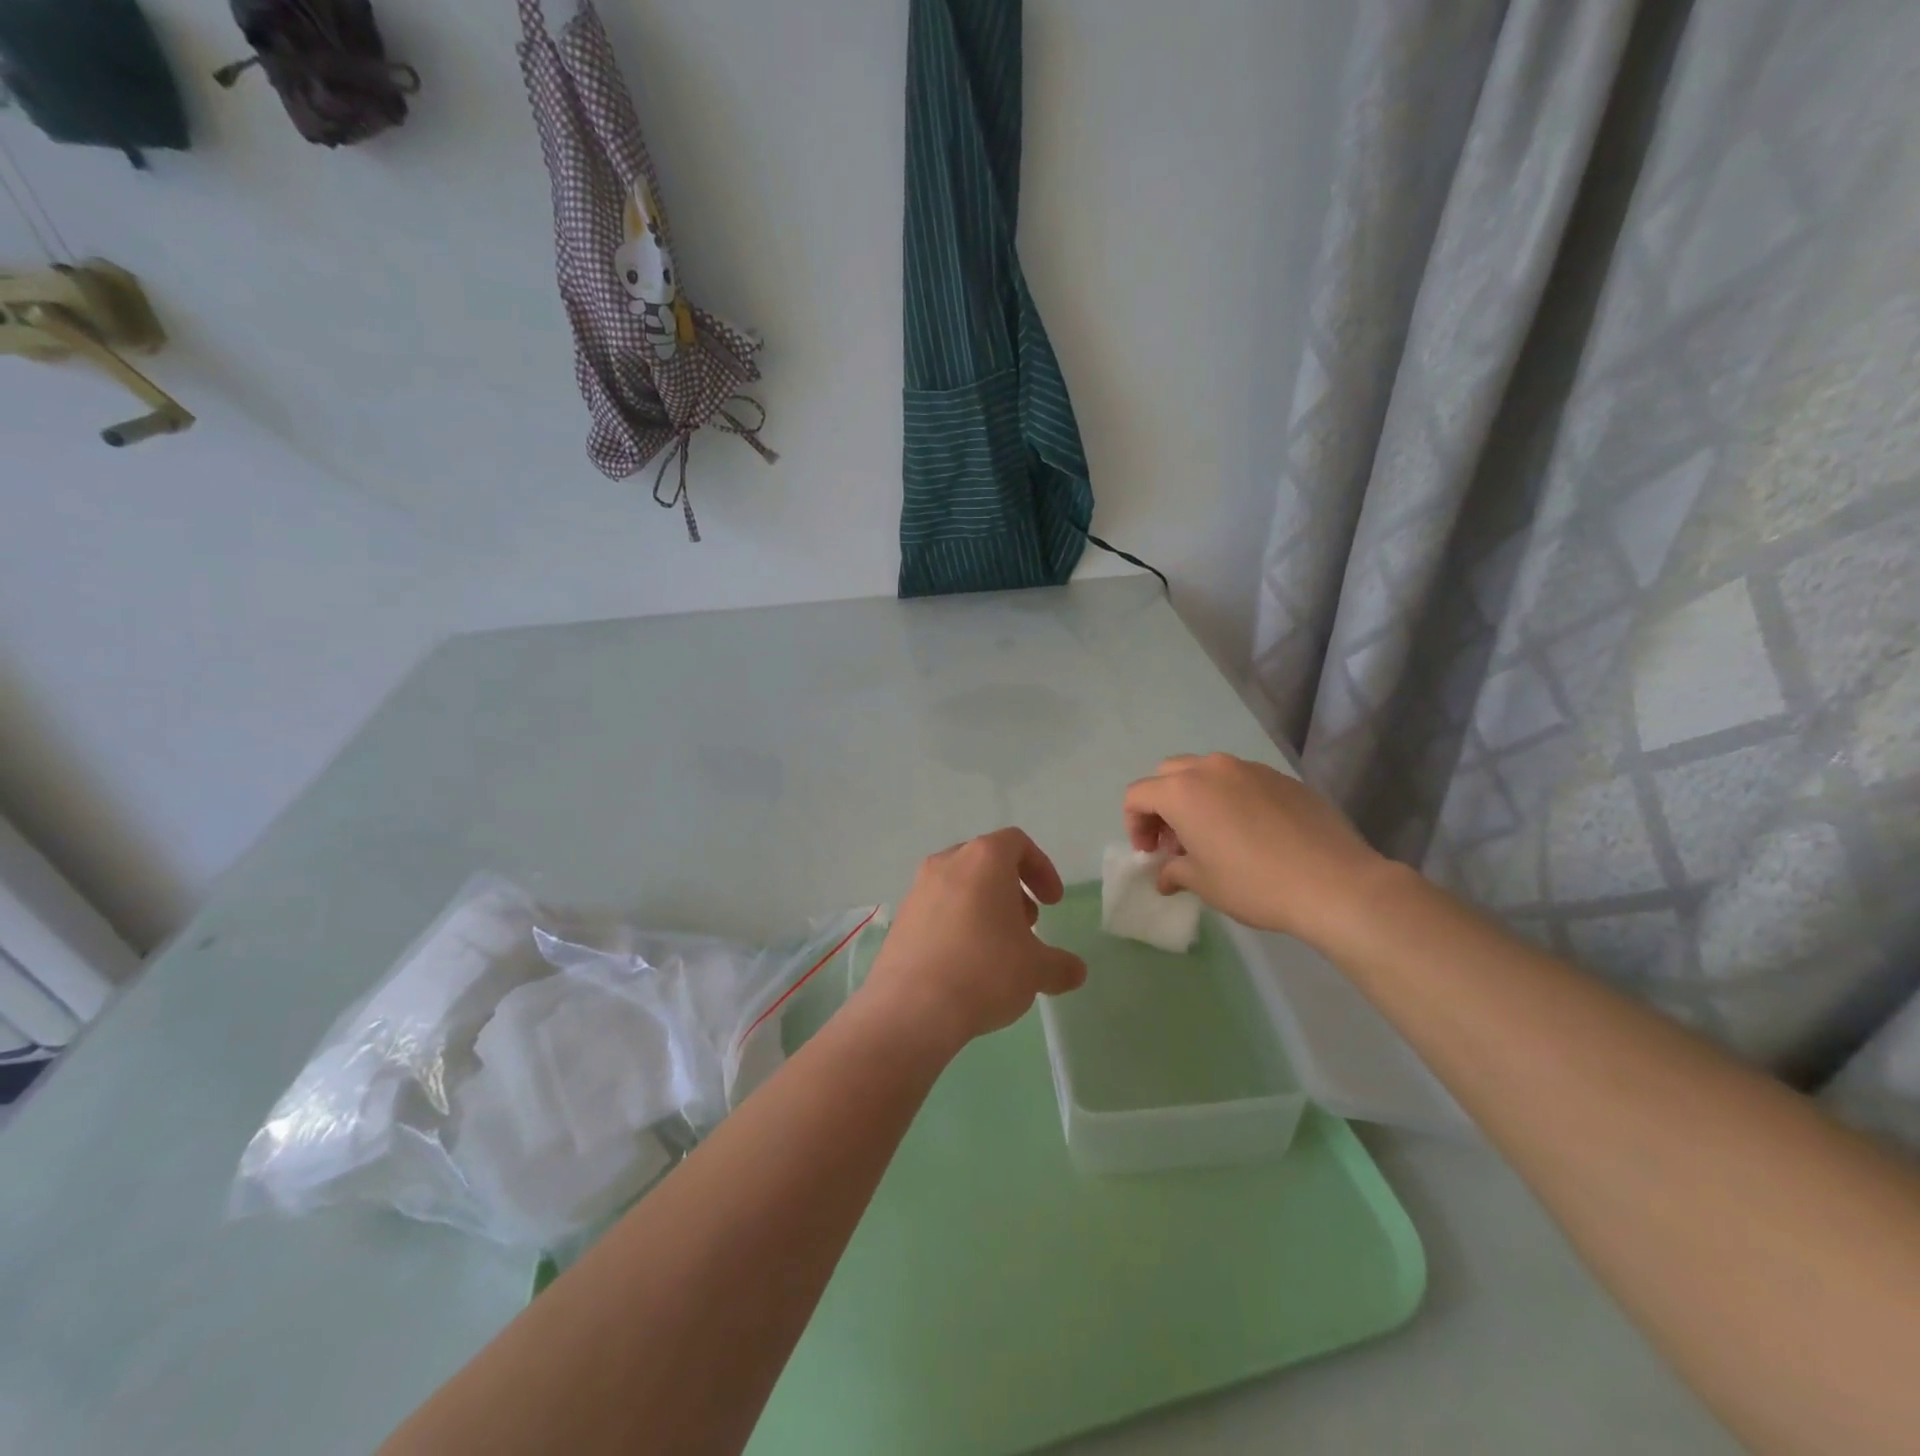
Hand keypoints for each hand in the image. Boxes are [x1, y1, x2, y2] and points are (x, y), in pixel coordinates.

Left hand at [857, 828, 1087, 1053]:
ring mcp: (918, 889)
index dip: (1041, 868)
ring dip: (983, 906)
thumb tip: (1075, 971)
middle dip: (1011, 889)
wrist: (912, 1007)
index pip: (1017, 843)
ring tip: (997, 948)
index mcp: (984, 859)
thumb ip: (1060, 965)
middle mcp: (947, 863)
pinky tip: (965, 964)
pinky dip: (956, 923)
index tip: (1052, 902)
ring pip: (959, 885)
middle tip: (1027, 925)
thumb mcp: (1036, 970)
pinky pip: (936, 909)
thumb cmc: (985, 971)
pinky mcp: (900, 918)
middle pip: (986, 861)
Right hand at [1122, 753, 1388, 947]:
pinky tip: (1250, 833)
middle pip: (1168, 774)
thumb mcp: (1204, 884)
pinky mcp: (1282, 778)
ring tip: (1212, 835)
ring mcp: (1250, 769)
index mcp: (1183, 791)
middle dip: (1162, 805)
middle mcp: (1212, 769)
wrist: (1335, 883)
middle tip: (1174, 841)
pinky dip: (1231, 799)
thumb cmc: (1255, 884)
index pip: (1137, 795)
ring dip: (1196, 798)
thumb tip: (1166, 875)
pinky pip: (1241, 781)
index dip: (1134, 825)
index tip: (1150, 854)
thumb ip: (1174, 872)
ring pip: (1206, 772)